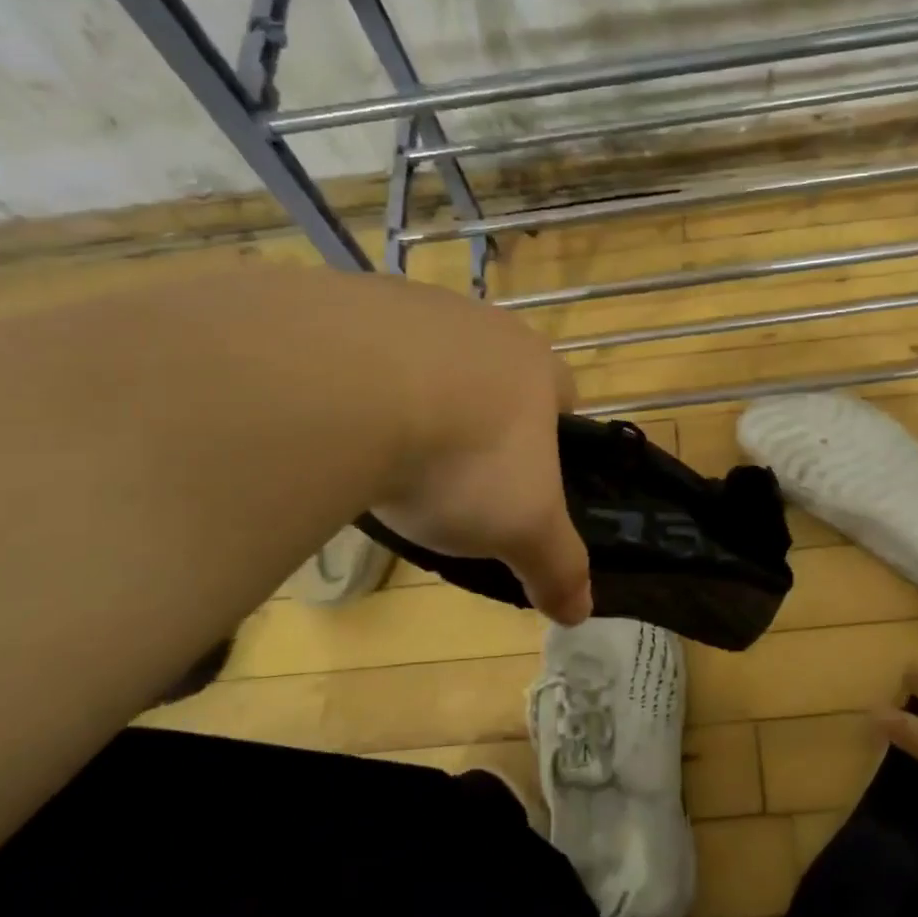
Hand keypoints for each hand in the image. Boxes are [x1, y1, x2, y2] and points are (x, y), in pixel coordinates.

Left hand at [364, 279, 592, 626]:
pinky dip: (353, 384)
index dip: (552, 435)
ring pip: (425, 357)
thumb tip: (582, 614)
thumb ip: (557, 566)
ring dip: (415, 396)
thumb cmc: (464, 458)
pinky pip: (357, 348)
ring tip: (385, 453)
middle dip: (480, 417)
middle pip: (492, 373)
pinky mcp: (341, 302)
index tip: (527, 476)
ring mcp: (409, 304)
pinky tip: (334, 423)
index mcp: (533, 365)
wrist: (347, 392)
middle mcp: (480, 323)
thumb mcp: (522, 528)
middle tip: (453, 474)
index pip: (562, 394)